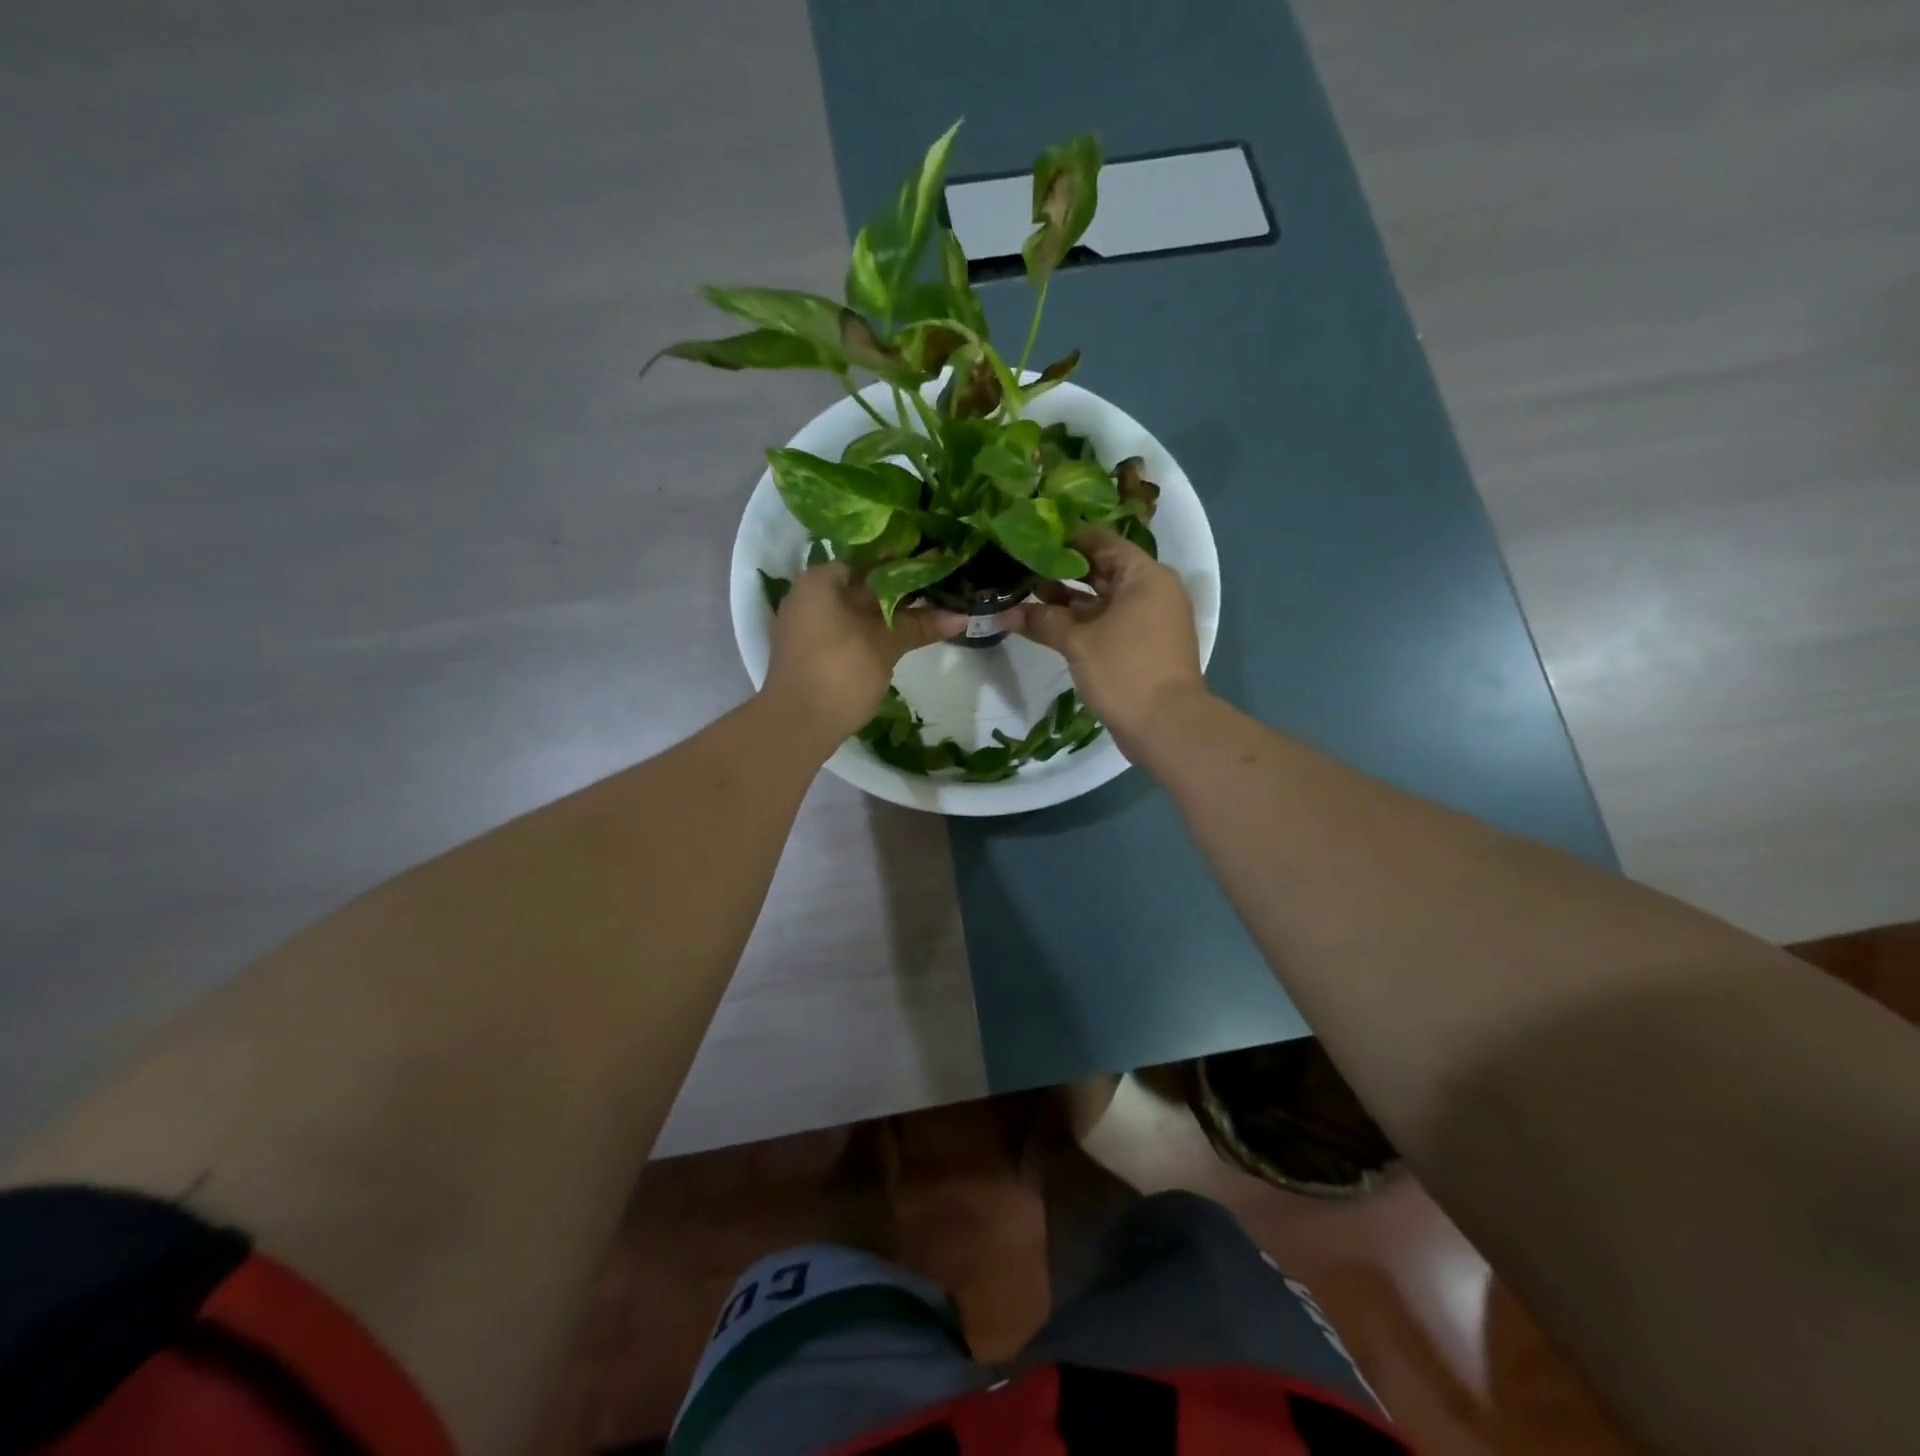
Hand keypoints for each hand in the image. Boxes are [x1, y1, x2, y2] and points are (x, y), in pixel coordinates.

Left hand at [763, 564, 965, 747]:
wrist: (797, 726)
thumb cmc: (840, 672)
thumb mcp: (884, 645)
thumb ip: (919, 626)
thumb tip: (962, 616)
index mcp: (820, 582)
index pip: (868, 561)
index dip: (903, 564)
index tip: (934, 567)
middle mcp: (809, 597)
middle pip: (863, 587)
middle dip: (900, 592)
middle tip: (941, 590)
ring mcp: (808, 628)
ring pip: (857, 613)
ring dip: (890, 616)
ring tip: (932, 613)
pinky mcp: (813, 653)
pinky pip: (848, 633)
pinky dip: (873, 633)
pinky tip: (903, 638)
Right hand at [1016, 529, 1206, 752]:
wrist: (1167, 726)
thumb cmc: (1125, 670)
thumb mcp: (1078, 642)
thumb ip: (1043, 620)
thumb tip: (1005, 613)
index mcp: (1144, 575)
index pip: (1100, 541)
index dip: (1064, 538)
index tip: (1030, 537)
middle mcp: (1150, 590)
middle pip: (1100, 570)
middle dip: (1059, 570)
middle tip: (1020, 564)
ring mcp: (1147, 620)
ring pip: (1101, 599)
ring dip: (1065, 599)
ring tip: (1023, 593)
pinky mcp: (1140, 645)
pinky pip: (1106, 622)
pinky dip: (1080, 622)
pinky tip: (1044, 623)